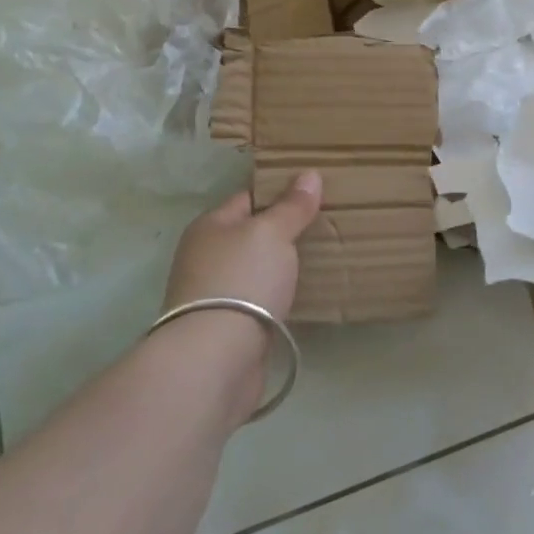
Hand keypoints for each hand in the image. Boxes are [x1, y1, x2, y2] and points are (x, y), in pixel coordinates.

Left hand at [162, 171, 321, 317]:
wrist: (216, 358)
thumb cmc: (242, 280)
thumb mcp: (272, 233)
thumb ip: (292, 206)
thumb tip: (309, 174)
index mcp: (210, 226)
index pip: (249, 197)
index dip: (281, 192)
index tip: (316, 193)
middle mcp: (206, 257)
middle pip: (252, 235)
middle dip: (284, 231)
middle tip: (327, 224)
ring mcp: (214, 295)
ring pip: (257, 269)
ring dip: (282, 267)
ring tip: (324, 258)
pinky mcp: (228, 328)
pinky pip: (260, 301)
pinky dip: (279, 297)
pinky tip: (304, 295)